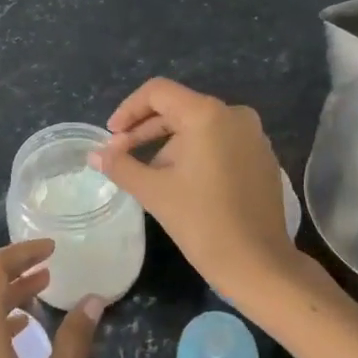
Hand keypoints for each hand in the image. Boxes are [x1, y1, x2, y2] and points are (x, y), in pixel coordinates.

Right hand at [90, 77, 324, 319]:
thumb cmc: (202, 222)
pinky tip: (180, 181)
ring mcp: (253, 135)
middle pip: (178, 108)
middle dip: (145, 130)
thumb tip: (95, 154)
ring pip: (198, 126)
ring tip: (148, 174)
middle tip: (120, 155)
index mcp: (207, 114)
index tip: (111, 136)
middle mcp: (234, 114)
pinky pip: (219, 141)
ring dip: (168, 144)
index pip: (158, 92)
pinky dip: (195, 152)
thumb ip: (120, 165)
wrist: (259, 265)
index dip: (128, 110)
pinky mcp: (262, 157)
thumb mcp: (154, 191)